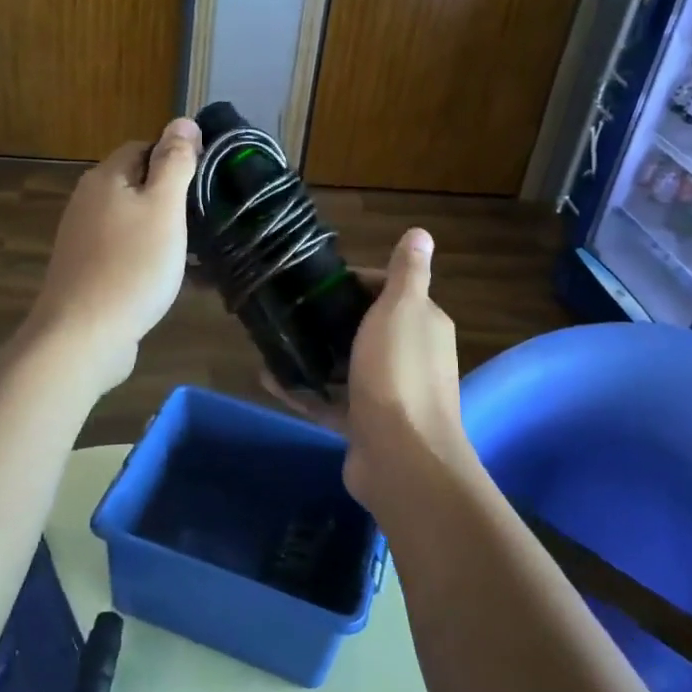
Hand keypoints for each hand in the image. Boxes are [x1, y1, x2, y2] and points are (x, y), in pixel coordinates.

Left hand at [27, 117, 201, 388]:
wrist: (82, 336)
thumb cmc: (131, 266)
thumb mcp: (164, 208)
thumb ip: (175, 163)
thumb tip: (183, 120)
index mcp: (105, 178)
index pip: (143, 147)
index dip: (176, 158)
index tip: (207, 181)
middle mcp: (88, 201)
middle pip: (138, 184)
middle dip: (173, 197)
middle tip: (208, 218)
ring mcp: (84, 239)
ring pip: (134, 221)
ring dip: (166, 232)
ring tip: (200, 251)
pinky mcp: (87, 271)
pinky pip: (127, 253)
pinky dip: (151, 259)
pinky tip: (175, 280)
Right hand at [266, 228, 475, 506]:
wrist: (401, 458)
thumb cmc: (398, 372)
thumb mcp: (401, 309)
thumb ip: (408, 272)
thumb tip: (421, 232)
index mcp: (423, 325)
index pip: (391, 291)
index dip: (357, 282)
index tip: (319, 282)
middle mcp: (410, 357)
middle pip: (366, 329)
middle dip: (330, 319)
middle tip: (289, 308)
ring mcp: (387, 395)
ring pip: (345, 367)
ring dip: (314, 356)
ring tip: (274, 339)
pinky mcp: (363, 426)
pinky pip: (328, 402)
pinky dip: (302, 391)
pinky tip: (268, 378)